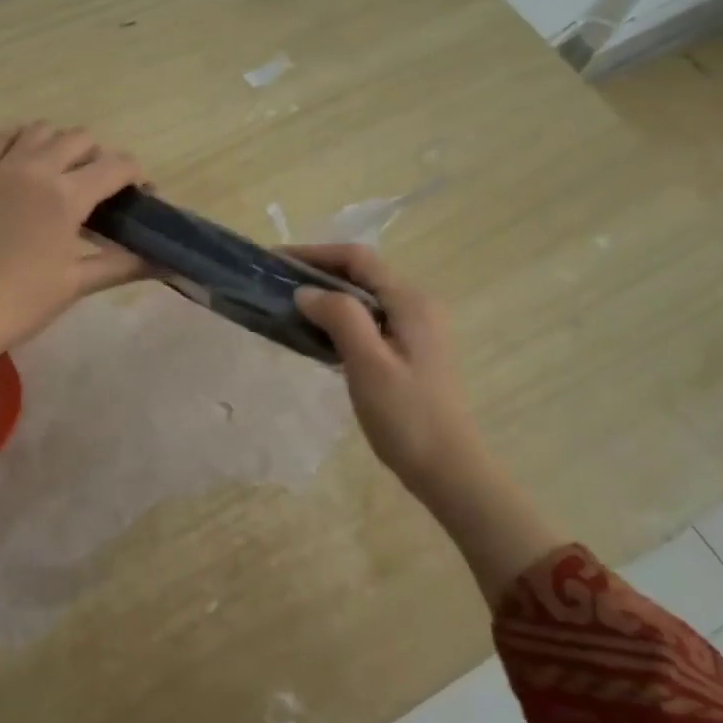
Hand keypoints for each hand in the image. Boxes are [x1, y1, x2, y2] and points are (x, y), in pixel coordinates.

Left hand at [0, 123, 146, 415]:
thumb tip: (163, 262)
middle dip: (101, 158)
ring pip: (42, 130)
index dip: (137, 175)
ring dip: (63, 144)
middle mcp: (36, 169)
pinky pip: (2, 136)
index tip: (142, 196)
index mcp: (65, 196)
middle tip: (103, 193)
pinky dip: (22, 139)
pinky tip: (28, 163)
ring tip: (66, 176)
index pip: (115, 166)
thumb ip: (122, 265)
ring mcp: (1, 168)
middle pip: (80, 139)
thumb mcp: (75, 284)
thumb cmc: (19, 303)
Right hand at [292, 244, 563, 605]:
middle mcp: (416, 307)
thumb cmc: (407, 416)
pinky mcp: (407, 352)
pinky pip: (367, 321)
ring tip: (287, 305)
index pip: (358, 260)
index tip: (274, 261)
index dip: (315, 254)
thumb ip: (339, 318)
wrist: (447, 468)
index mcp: (410, 302)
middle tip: (274, 283)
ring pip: (363, 299)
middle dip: (317, 272)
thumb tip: (305, 291)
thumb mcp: (368, 364)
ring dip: (326, 296)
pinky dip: (338, 319)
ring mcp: (414, 330)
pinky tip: (315, 335)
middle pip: (361, 275)